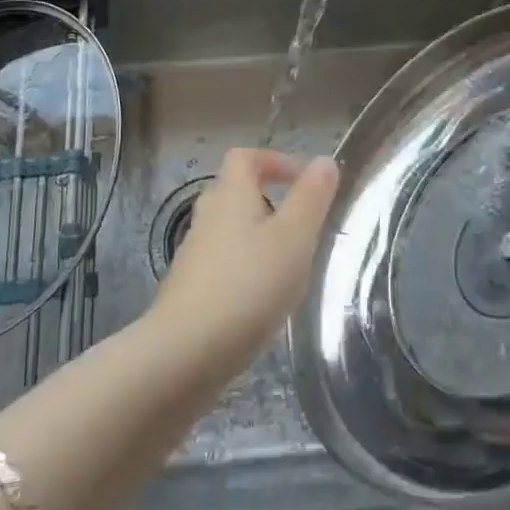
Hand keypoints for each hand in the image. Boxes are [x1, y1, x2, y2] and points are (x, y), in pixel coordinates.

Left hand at [149, 148, 340, 372]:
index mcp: (230, 195)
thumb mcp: (294, 237)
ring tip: (289, 267)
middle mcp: (207, 217)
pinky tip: (263, 301)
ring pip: (229, 232)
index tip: (304, 180)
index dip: (274, 160)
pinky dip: (244, 271)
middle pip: (235, 192)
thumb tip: (324, 159)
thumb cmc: (248, 285)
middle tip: (301, 227)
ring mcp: (193, 255)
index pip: (245, 157)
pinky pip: (222, 265)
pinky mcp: (190, 290)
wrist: (186, 352)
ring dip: (258, 239)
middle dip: (269, 201)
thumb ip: (311, 197)